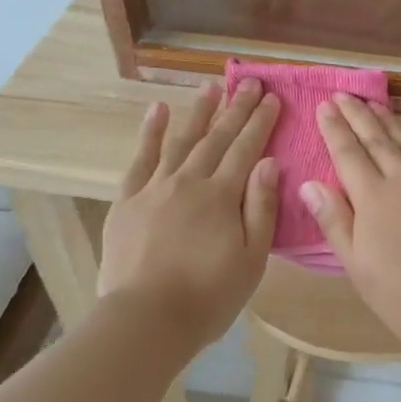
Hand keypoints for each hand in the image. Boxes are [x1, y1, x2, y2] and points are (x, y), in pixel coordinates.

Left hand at [97, 81, 280, 350]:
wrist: (146, 319)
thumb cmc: (208, 296)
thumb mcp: (251, 259)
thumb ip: (261, 208)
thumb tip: (269, 162)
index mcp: (222, 196)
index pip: (246, 149)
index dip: (261, 122)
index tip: (273, 98)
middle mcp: (189, 181)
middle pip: (217, 138)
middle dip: (236, 108)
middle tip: (250, 82)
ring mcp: (154, 188)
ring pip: (180, 140)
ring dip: (198, 111)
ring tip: (212, 85)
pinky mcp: (127, 200)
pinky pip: (140, 159)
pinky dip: (150, 132)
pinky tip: (159, 110)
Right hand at [303, 97, 400, 352]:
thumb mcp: (356, 264)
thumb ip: (334, 220)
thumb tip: (308, 183)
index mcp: (372, 197)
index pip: (347, 154)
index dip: (334, 129)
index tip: (324, 106)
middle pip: (375, 140)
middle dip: (357, 115)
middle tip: (342, 94)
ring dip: (389, 120)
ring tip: (373, 102)